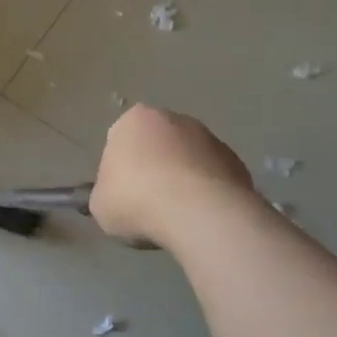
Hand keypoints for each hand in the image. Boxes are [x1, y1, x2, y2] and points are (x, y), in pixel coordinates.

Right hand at [88, 105, 253, 249]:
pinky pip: (212, 178)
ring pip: (187, 160)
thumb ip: (105, 194)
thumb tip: (115, 197)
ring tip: (177, 216)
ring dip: (182, 181)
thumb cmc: (136, 200)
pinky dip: (206, 193)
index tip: (122, 196)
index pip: (119, 142)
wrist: (198, 213)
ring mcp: (209, 138)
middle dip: (153, 170)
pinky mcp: (236, 161)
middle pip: (157, 146)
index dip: (119, 171)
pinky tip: (200, 217)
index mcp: (133, 120)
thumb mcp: (100, 205)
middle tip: (148, 205)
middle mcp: (173, 119)